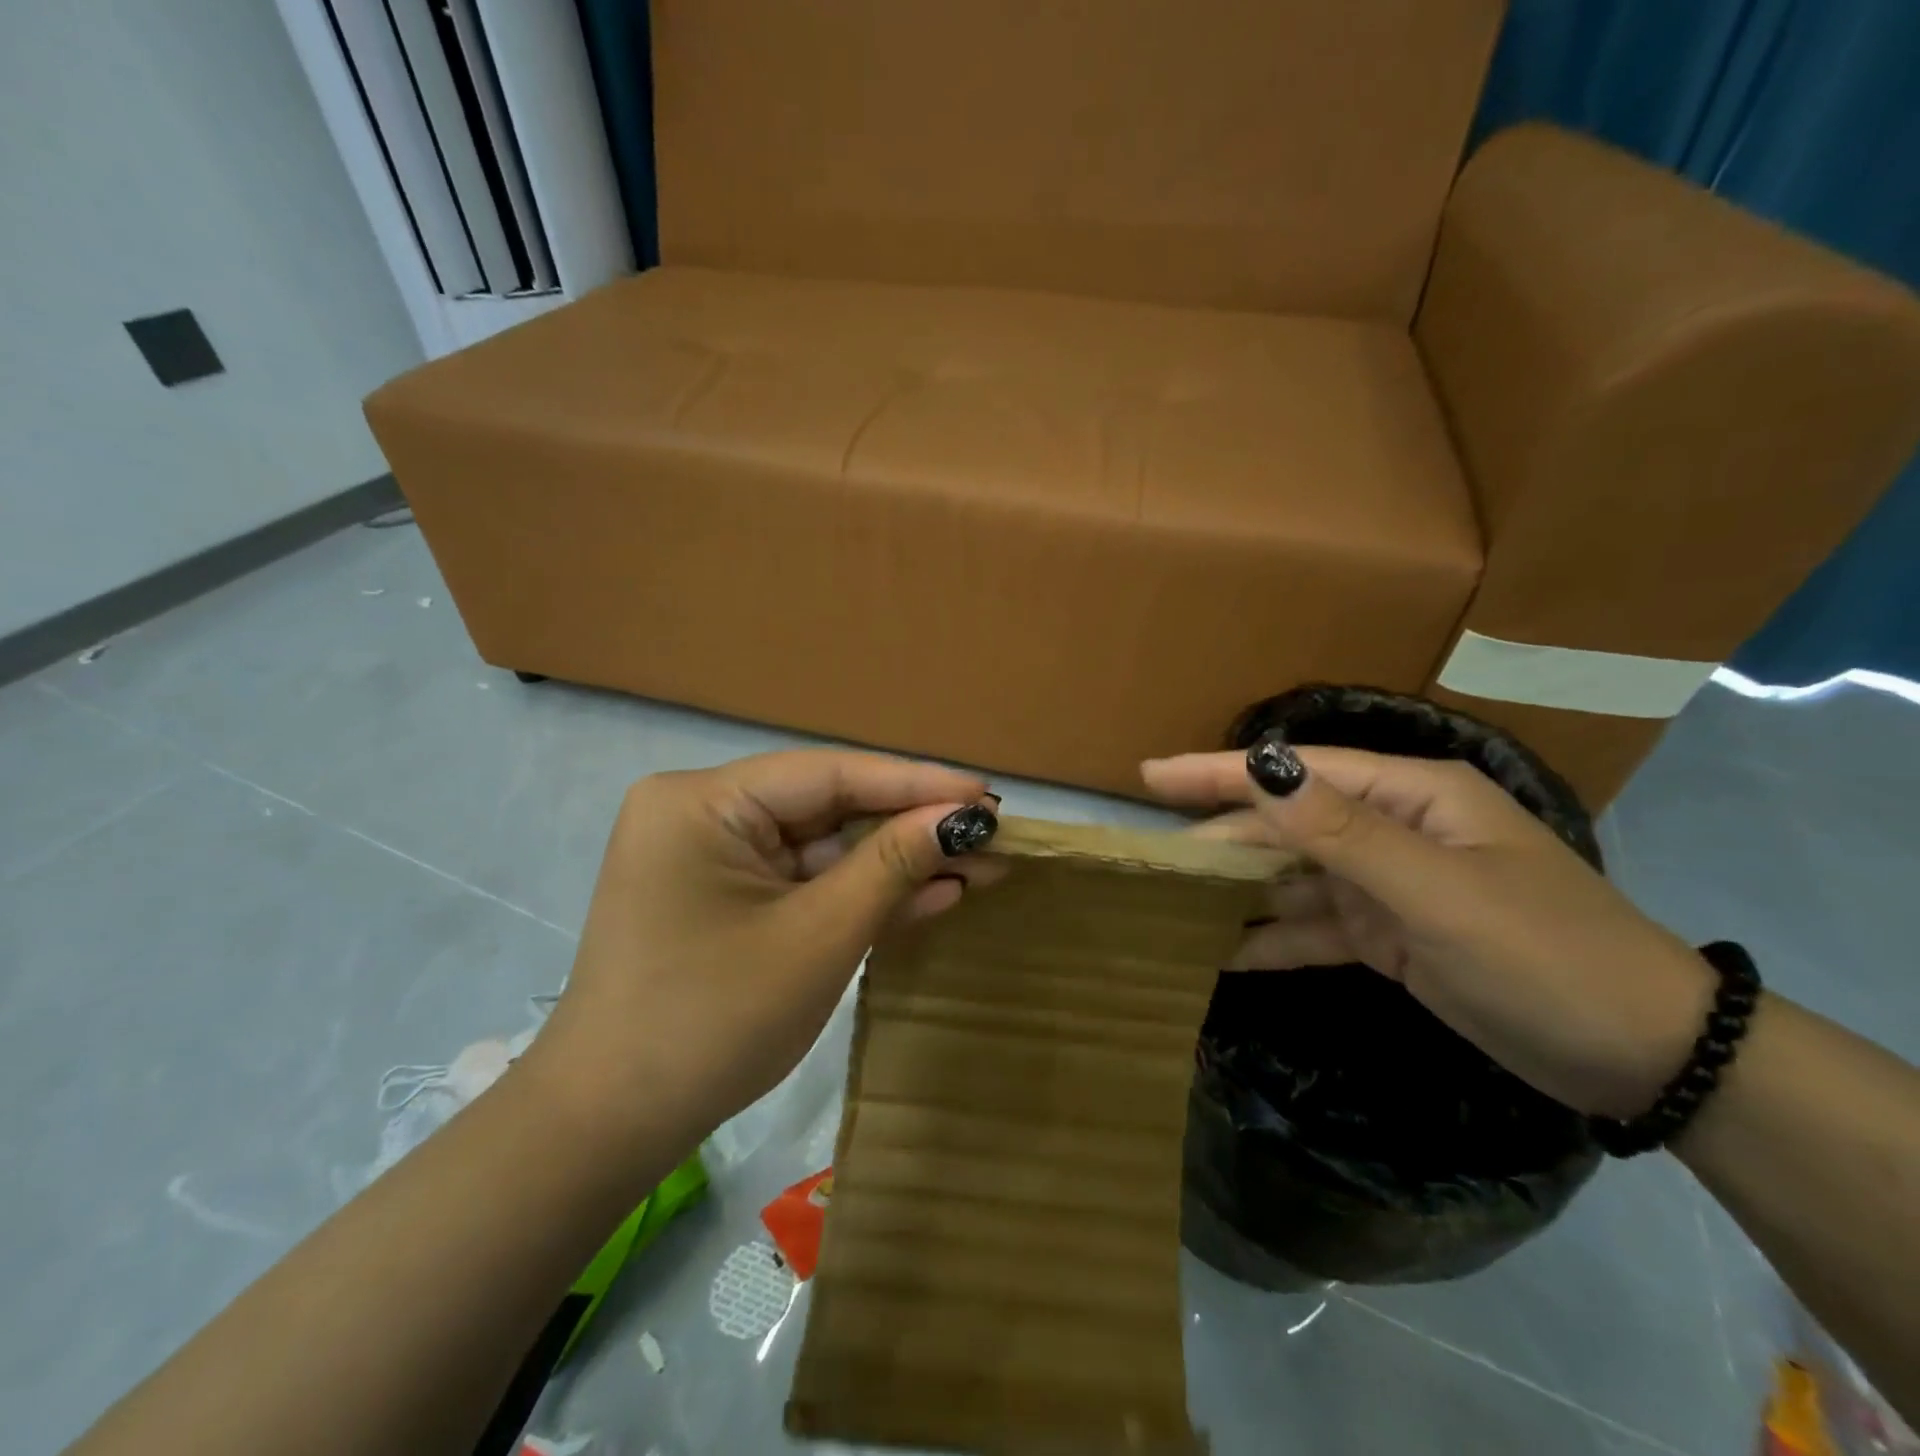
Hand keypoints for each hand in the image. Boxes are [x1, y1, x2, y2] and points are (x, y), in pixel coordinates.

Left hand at [530, 750, 998, 1137]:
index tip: (987, 793)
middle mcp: (703, 812)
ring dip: (896, 864)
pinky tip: (932, 893)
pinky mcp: (727, 898)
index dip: (915, 782)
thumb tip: (964, 818)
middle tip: (993, 833)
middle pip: (829, 807)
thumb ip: (892, 866)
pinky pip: (805, 883)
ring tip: (979, 865)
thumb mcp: (818, 937)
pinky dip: (861, 893)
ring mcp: (714, 858)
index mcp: (704, 801)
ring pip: (824, 848)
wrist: (612, 1128)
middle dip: (911, 828)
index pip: (829, 773)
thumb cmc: (712, 1022)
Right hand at [1142, 741, 1715, 1119]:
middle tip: (1151, 857)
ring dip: (1239, 891)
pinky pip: (1315, 928)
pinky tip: (1222, 953)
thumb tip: (1263, 771)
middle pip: (1287, 824)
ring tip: (1172, 901)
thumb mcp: (1439, 892)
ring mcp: (1390, 886)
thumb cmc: (1545, 955)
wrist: (1646, 1059)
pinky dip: (1272, 939)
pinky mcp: (1389, 937)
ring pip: (1294, 877)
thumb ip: (1344, 833)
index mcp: (1413, 796)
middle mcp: (1394, 831)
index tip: (1152, 774)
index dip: (1222, 771)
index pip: (1300, 771)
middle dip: (1222, 838)